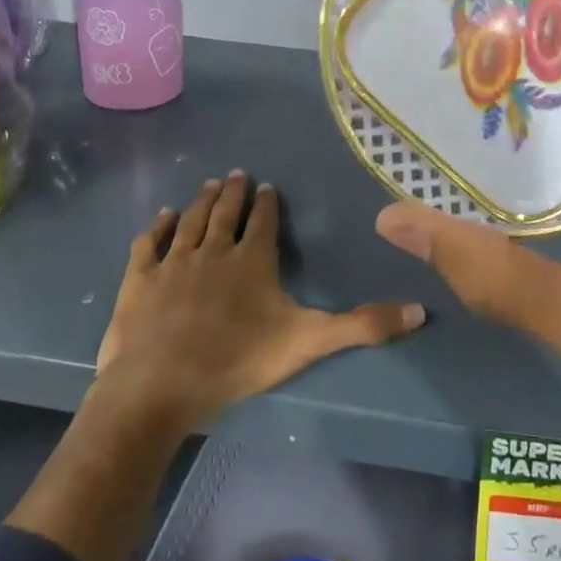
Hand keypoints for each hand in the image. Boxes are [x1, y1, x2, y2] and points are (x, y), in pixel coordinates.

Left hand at [96, 171, 425, 433]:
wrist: (159, 386)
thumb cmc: (237, 361)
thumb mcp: (308, 342)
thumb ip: (363, 326)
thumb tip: (420, 311)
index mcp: (252, 259)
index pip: (263, 221)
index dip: (267, 203)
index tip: (267, 186)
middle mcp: (213, 250)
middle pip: (225, 211)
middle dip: (234, 191)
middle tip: (238, 173)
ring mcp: (174, 262)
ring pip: (191, 220)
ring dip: (202, 200)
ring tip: (211, 183)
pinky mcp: (140, 279)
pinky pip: (150, 243)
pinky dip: (157, 227)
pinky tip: (162, 216)